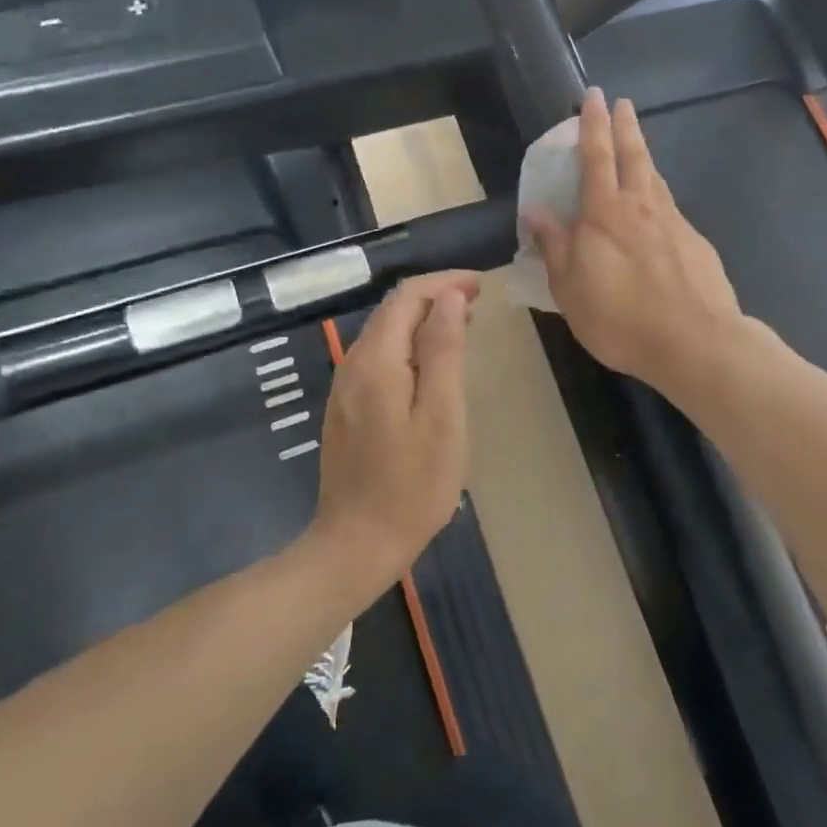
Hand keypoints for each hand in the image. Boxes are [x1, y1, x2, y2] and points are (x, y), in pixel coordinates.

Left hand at [311, 271, 478, 583]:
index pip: (407, 296)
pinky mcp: (346, 406)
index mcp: (376, 361)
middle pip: (392, 309)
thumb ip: (444, 351)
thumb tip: (449, 297)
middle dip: (434, 296)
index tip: (481, 285)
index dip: (444, 282)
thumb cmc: (412, 486)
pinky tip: (430, 362)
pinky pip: (378, 356)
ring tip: (462, 326)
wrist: (356, 544)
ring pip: (384, 331)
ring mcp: (344, 387)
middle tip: (478, 303)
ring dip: (422, 319)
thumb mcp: (441, 417)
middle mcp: (353, 364)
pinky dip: (408, 344)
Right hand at [524, 87, 743, 398]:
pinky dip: (659, 196)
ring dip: (644, 156)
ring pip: (655, 178)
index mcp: (604, 214)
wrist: (695, 342)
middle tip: (622, 102)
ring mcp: (673, 222)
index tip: (594, 96)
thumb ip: (555, 247)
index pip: (596, 156)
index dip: (593, 124)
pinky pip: (670, 208)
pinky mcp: (695, 243)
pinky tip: (658, 209)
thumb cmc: (620, 319)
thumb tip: (535, 211)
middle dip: (625, 125)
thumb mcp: (570, 290)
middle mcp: (640, 207)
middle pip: (633, 155)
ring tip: (638, 146)